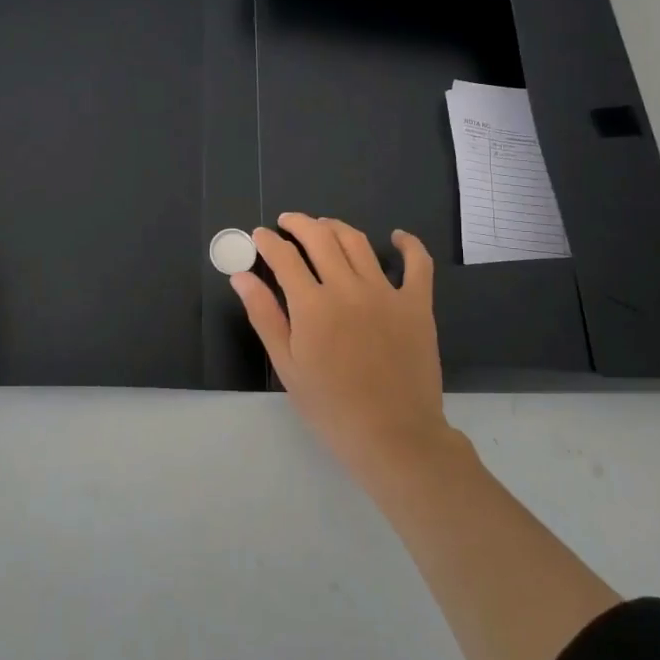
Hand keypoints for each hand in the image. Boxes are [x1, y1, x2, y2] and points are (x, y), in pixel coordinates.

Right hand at [232, 213, 452, 478]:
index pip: (284, 257)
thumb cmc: (332, 408)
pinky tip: (397, 237)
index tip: (260, 235)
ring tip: (323, 226)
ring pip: (358, 242)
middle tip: (288, 222)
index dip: (268, 242)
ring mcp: (386, 292)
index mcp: (313, 305)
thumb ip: (265, 315)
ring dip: (336, 227)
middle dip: (299, 224)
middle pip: (320, 238)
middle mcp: (348, 287)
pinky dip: (408, 244)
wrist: (394, 436)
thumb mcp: (288, 366)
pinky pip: (418, 263)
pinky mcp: (417, 304)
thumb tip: (241, 276)